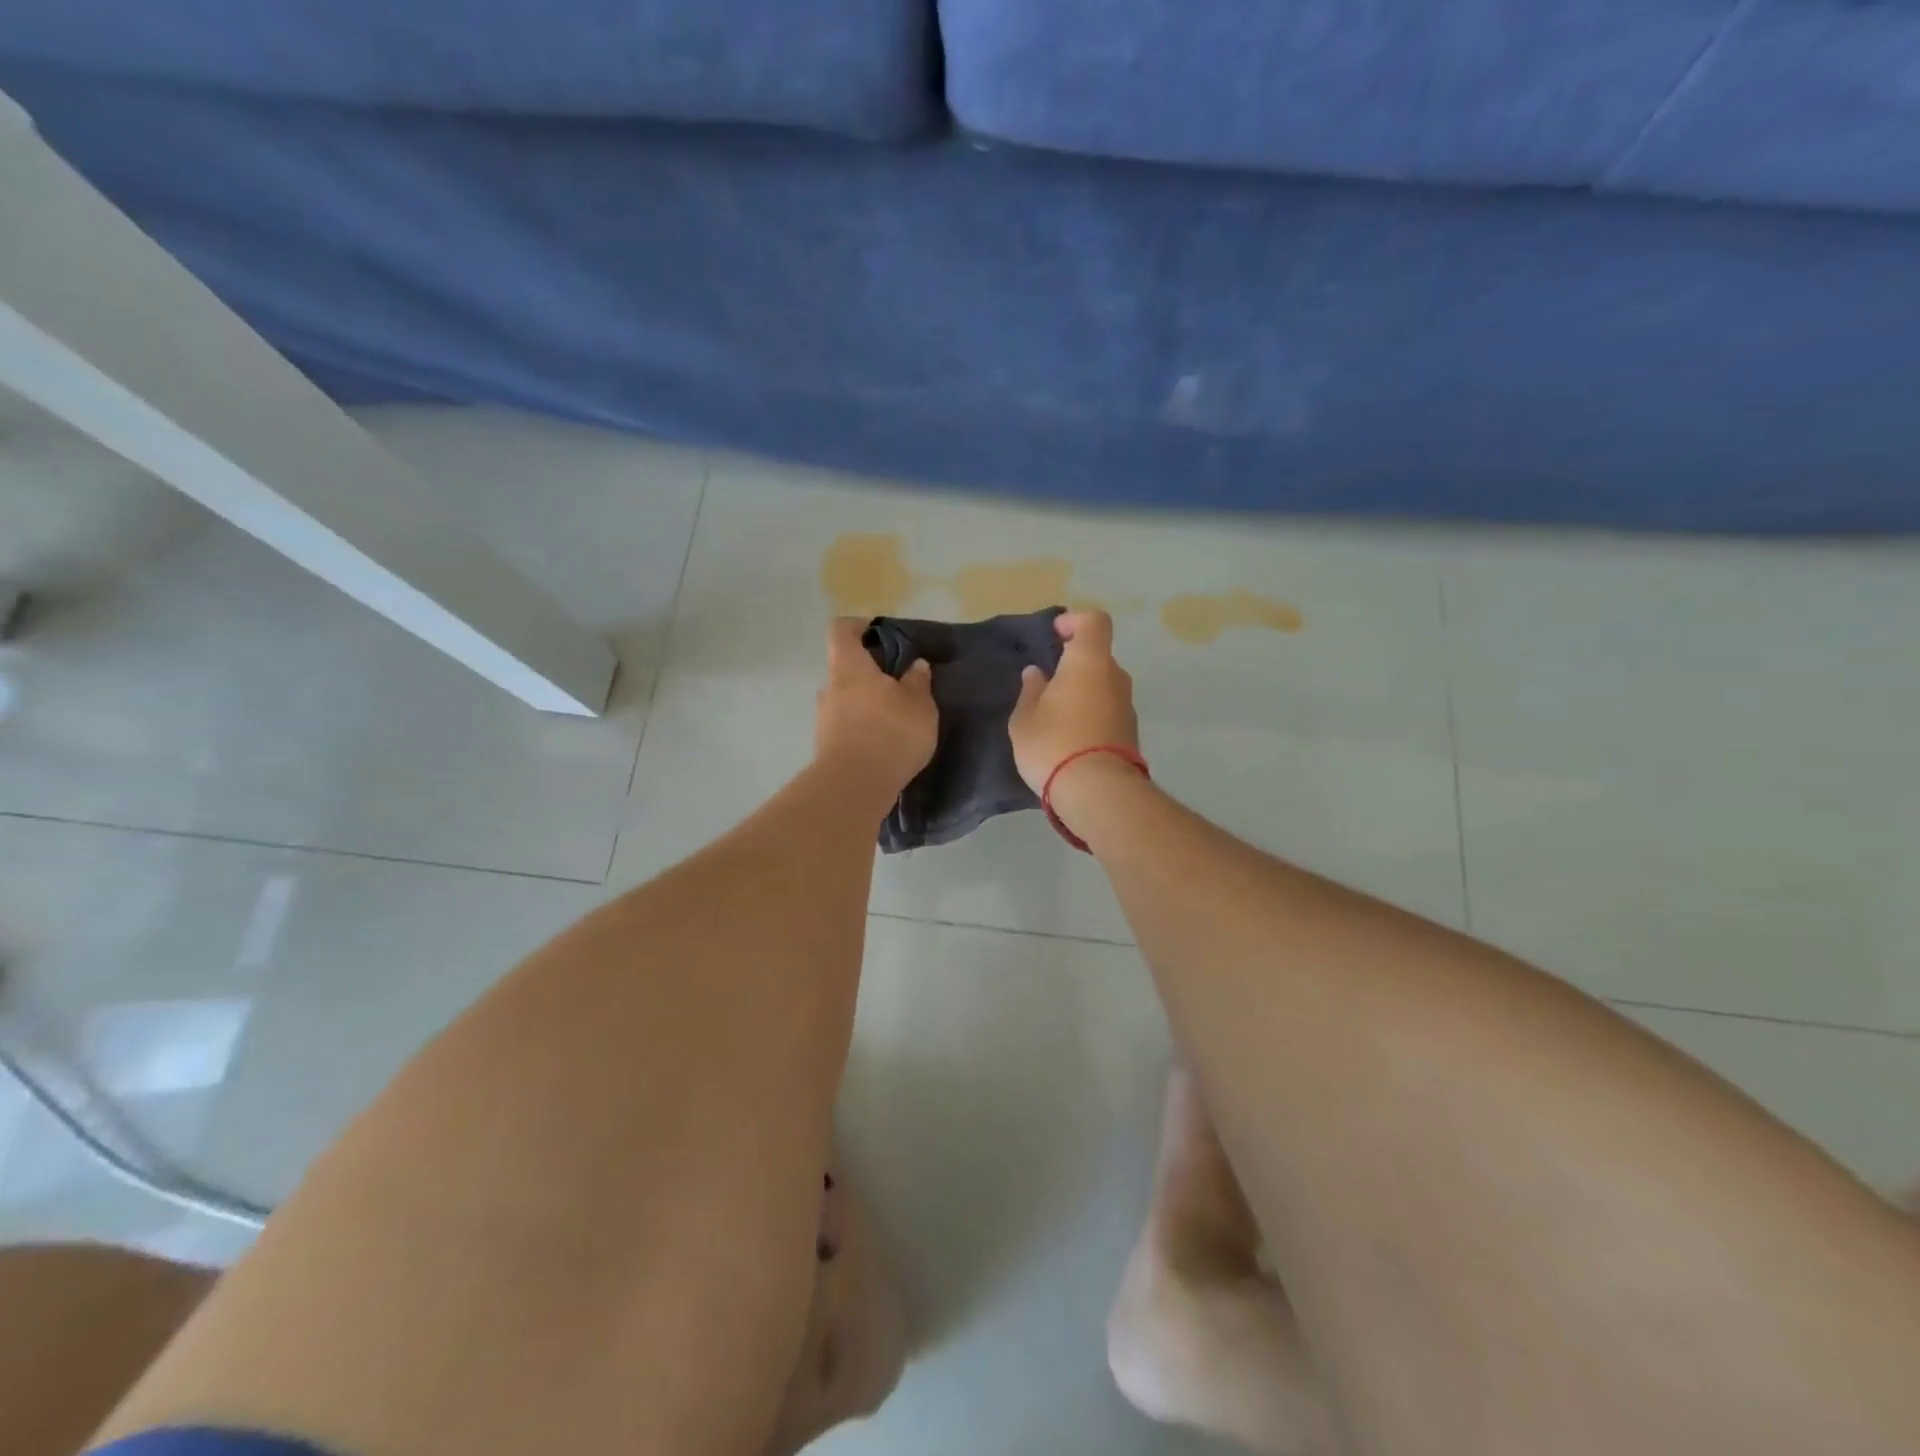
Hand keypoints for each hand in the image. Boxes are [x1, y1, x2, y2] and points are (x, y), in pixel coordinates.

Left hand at [816, 618, 936, 799]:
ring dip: (866, 705)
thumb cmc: (890, 732)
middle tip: (898, 684)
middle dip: (869, 674)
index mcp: (849, 667)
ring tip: (895, 718)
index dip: (858, 626)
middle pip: (845, 669)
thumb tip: (916, 665)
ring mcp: (824, 719)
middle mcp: (830, 688)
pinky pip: (846, 727)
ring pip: (846, 700)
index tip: (878, 632)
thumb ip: (918, 682)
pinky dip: (863, 729)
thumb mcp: (919, 704)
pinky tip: (884, 743)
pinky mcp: (827, 747)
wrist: (856, 785)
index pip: (841, 631)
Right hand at [1008, 610, 1139, 795]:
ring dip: (1084, 693)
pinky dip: (1093, 716)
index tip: (1055, 634)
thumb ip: (1031, 691)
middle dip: (1075, 665)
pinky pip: (1109, 712)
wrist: (1098, 793)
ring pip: (1104, 687)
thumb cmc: (1053, 744)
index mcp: (1089, 662)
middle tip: (1048, 685)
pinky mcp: (1132, 733)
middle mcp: (1115, 677)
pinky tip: (1071, 739)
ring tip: (1056, 717)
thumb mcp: (1025, 719)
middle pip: (1098, 657)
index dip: (1075, 621)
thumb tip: (1037, 674)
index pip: (1094, 622)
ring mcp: (1128, 706)